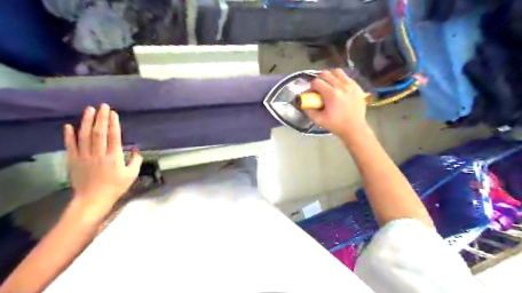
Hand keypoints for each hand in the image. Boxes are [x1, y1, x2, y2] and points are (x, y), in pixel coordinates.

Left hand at [65, 105, 142, 213]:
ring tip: (89, 110)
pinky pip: (71, 146)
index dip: (113, 123)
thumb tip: (136, 150)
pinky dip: (69, 135)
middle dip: (101, 118)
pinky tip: (69, 126)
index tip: (113, 113)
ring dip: (87, 122)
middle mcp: (99, 154)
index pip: (114, 136)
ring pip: (85, 136)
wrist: (93, 199)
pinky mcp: (74, 161)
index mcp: (114, 157)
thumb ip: (136, 161)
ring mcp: (84, 156)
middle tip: (102, 106)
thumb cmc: (115, 187)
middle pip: (99, 132)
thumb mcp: (131, 175)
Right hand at [307, 69, 370, 137]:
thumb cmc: (336, 125)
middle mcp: (341, 86)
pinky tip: (338, 89)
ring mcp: (350, 85)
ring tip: (329, 86)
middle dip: (319, 80)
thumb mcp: (318, 120)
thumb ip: (309, 110)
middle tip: (319, 89)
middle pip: (325, 74)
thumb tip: (303, 103)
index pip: (316, 82)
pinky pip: (345, 77)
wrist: (355, 128)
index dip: (311, 87)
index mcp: (331, 95)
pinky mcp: (357, 86)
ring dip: (330, 77)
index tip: (312, 93)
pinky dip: (339, 80)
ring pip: (336, 72)